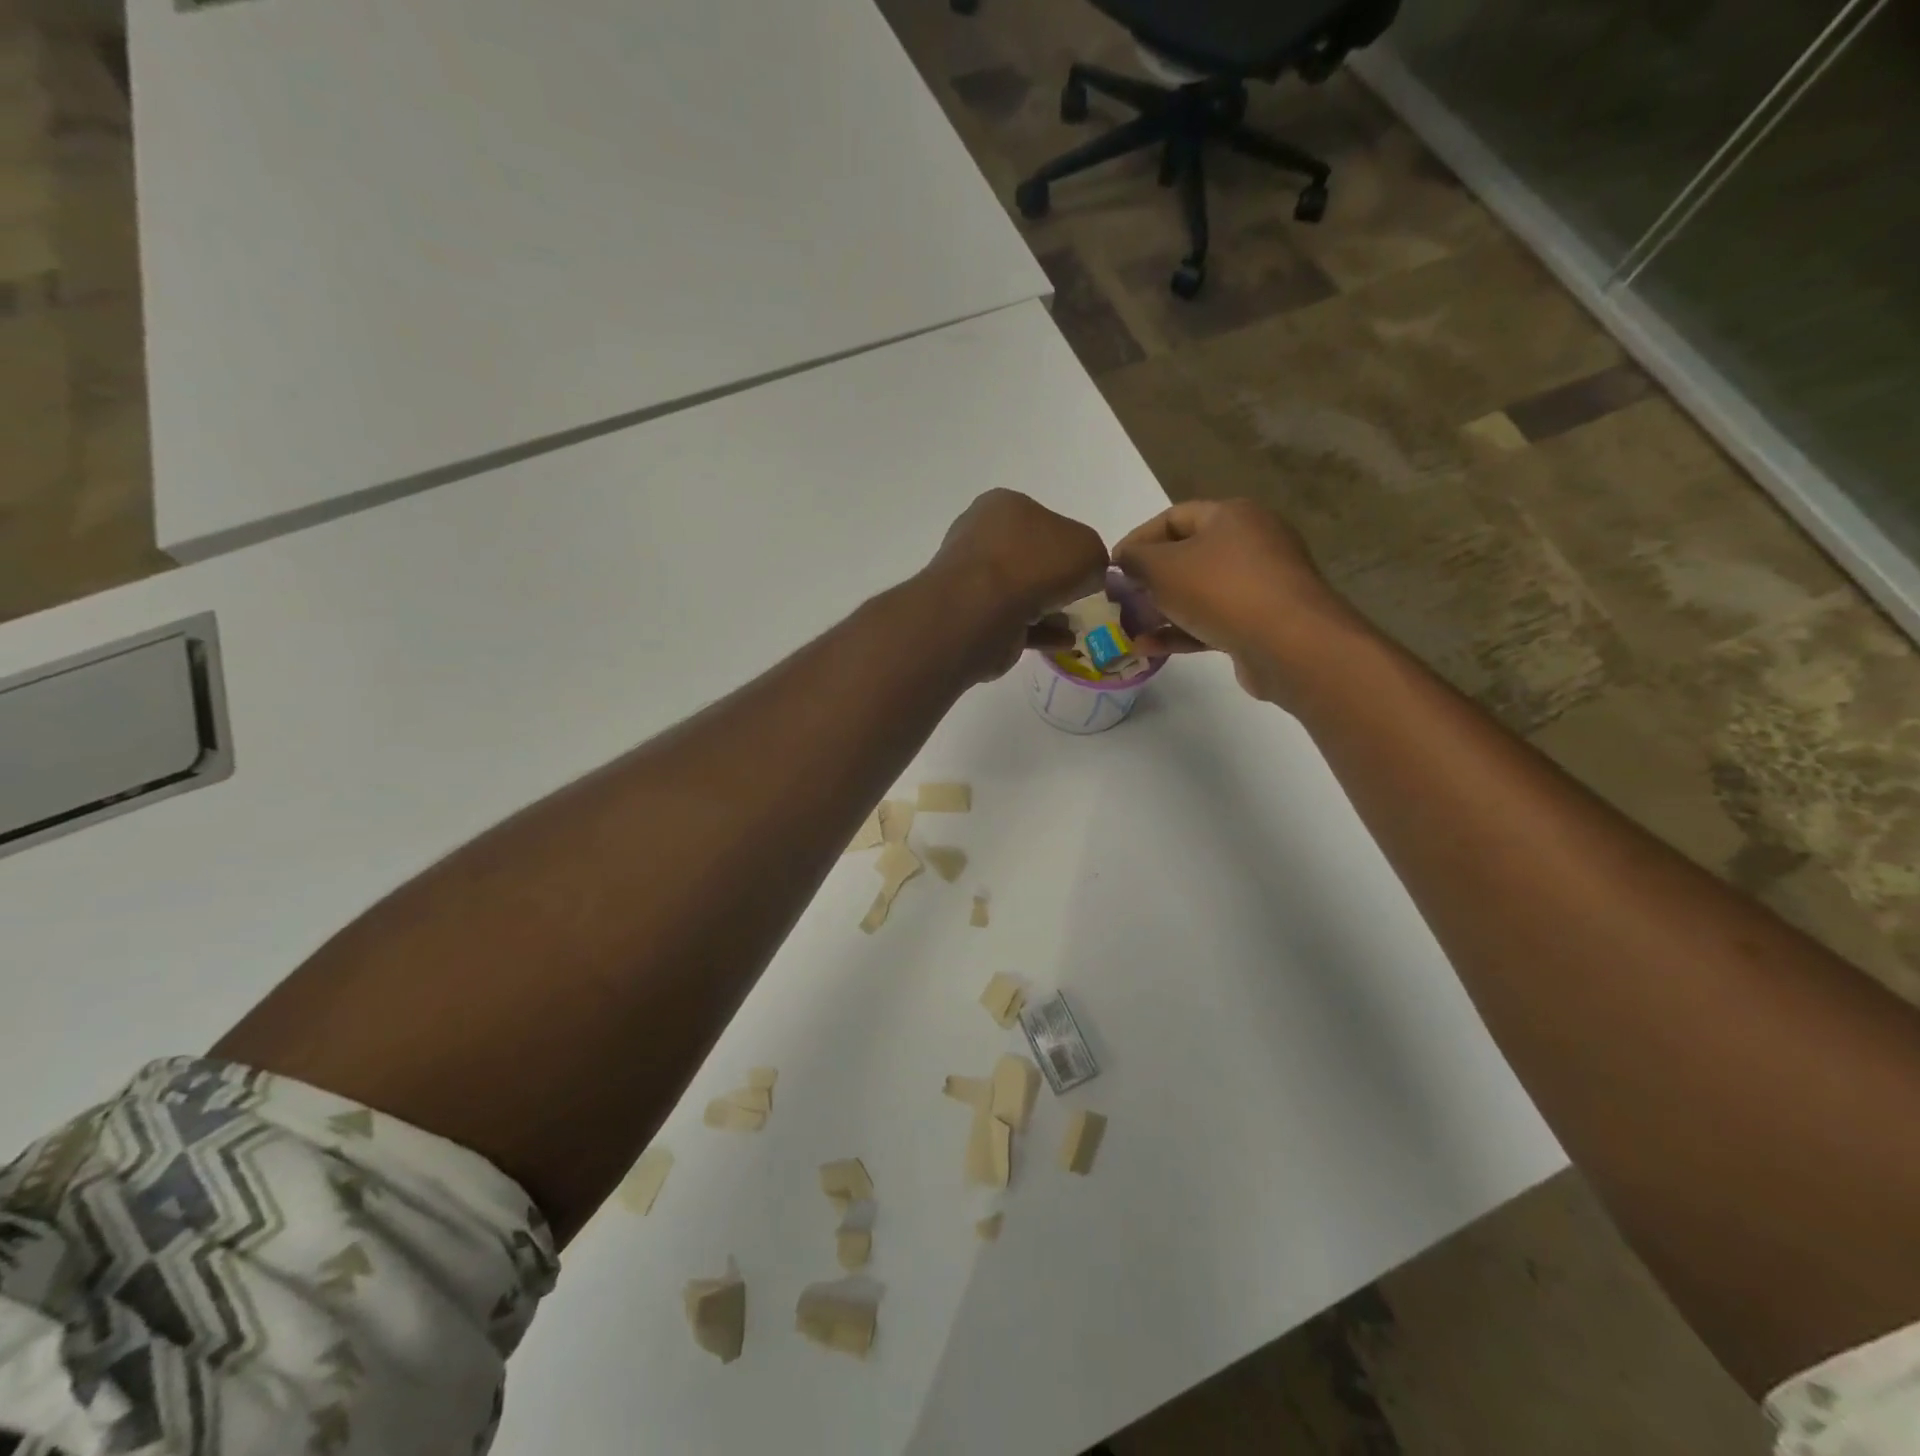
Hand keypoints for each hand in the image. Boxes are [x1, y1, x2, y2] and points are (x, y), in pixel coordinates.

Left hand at [924, 489, 1110, 680]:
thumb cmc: (1034, 564)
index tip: (1086, 567)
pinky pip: (1014, 623)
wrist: (982, 611)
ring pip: (1020, 591)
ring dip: (1047, 607)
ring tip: (1074, 621)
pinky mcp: (974, 618)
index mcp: (1004, 507)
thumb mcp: (1088, 549)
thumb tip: (1088, 576)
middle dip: (1055, 577)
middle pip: (1029, 557)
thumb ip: (1095, 558)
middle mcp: (983, 538)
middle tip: (1081, 596)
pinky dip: (1039, 631)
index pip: (1043, 520)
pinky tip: (1063, 641)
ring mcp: (973, 580)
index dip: (1068, 543)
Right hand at [1112, 500, 1360, 702]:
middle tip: (1119, 600)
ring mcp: (1259, 584)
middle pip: (1187, 556)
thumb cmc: (1221, 590)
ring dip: (1161, 611)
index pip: (1173, 517)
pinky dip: (1181, 632)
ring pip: (1198, 592)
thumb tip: (1125, 558)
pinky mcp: (1260, 622)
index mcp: (1231, 516)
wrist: (1288, 644)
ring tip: (1129, 629)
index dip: (1137, 540)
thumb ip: (1136, 559)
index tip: (1111, 568)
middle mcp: (1250, 543)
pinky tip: (1148, 649)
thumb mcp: (1163, 568)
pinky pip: (1212, 621)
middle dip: (1149, 580)